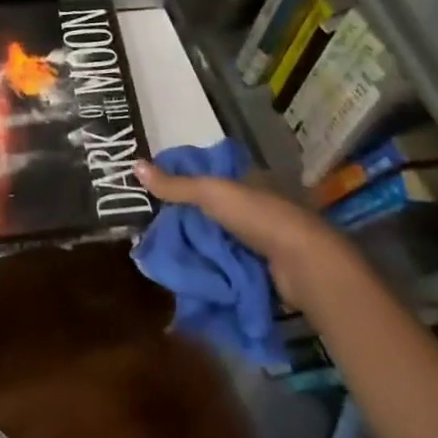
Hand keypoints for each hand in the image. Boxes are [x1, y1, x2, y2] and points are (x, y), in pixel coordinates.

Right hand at [137, 159, 361, 311]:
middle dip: (186, 219)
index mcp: (246, 180)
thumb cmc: (258, 217)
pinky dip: (213, 268)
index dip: (182, 181)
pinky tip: (189, 272)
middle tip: (152, 228)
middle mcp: (255, 205)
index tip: (153, 193)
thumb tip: (134, 165)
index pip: (207, 175)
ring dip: (199, 247)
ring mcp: (262, 238)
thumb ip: (174, 185)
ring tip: (164, 253)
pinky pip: (230, 264)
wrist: (304, 264)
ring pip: (219, 238)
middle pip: (211, 209)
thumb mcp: (210, 194)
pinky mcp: (264, 268)